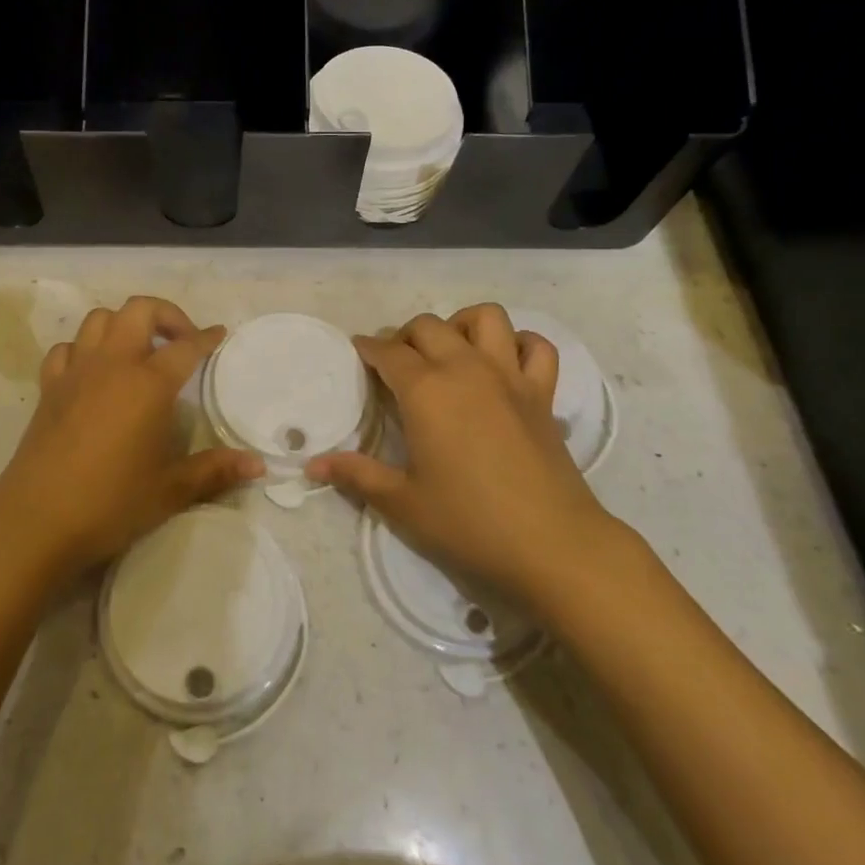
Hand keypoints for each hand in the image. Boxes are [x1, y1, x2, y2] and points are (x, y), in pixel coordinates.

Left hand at [0, 296, 263, 589]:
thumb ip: (215, 470)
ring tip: (139, 350)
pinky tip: (93, 371)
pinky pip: (66, 348)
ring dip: (123, 324)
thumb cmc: (111, 503)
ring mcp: (76, 372)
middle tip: (181, 341)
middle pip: (139, 311)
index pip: (185, 347)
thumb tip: (259, 465)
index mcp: (148, 384)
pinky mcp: (49, 387)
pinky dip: (83, 349)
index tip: (219, 334)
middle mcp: (112, 365)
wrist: (36, 520)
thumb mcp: (170, 490)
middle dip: (166, 315)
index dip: (206, 337)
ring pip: (99, 319)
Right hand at [306, 304, 618, 604]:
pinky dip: (519, 344)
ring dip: (461, 324)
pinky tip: (504, 364)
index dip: (368, 348)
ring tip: (449, 352)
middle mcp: (466, 369)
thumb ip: (357, 475)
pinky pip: (536, 347)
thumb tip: (312, 464)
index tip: (358, 352)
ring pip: (486, 318)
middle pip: (428, 326)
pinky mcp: (542, 394)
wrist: (553, 545)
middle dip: (405, 336)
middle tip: (395, 364)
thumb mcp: (402, 503)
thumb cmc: (469, 523)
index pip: (388, 353)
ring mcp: (509, 377)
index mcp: (426, 391)